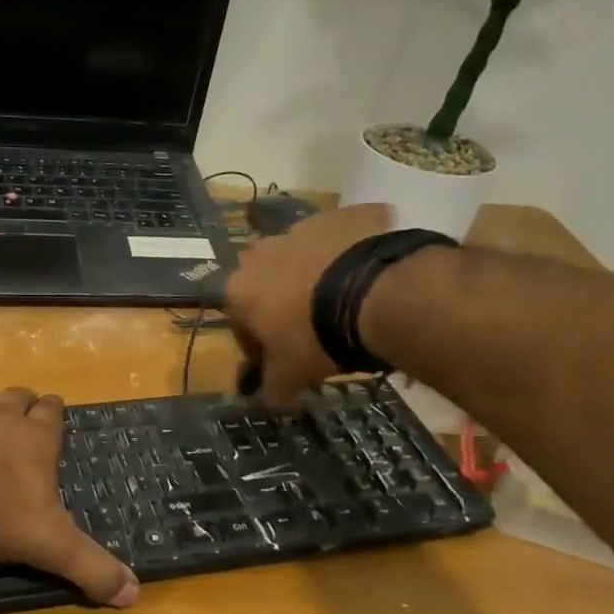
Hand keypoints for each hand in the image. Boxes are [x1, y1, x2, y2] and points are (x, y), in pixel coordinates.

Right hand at [223, 203, 393, 408]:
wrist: (375, 293)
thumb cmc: (316, 337)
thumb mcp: (290, 376)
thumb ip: (272, 388)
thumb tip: (268, 399)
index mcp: (239, 289)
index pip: (239, 324)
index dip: (258, 347)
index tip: (280, 361)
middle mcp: (262, 252)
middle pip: (267, 283)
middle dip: (281, 303)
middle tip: (311, 329)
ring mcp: (303, 227)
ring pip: (303, 256)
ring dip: (314, 275)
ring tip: (344, 301)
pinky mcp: (344, 214)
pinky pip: (344, 235)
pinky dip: (352, 251)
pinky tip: (370, 275)